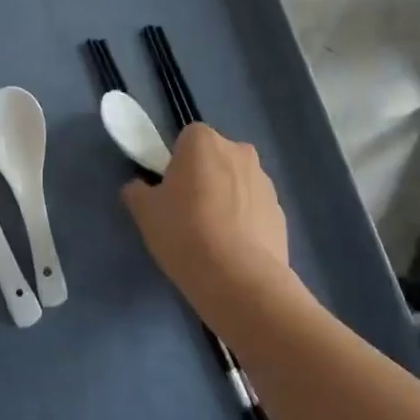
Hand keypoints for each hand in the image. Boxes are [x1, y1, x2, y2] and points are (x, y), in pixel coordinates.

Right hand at [122, 123, 292, 329]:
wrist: (240, 280)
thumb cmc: (185, 232)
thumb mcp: (144, 212)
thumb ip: (138, 191)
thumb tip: (139, 188)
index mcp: (204, 141)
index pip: (187, 139)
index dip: (177, 163)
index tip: (170, 190)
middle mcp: (239, 151)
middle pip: (215, 158)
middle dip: (204, 177)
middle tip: (188, 212)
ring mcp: (265, 182)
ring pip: (238, 183)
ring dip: (227, 199)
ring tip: (212, 237)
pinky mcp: (281, 213)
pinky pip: (254, 210)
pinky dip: (245, 222)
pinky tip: (233, 251)